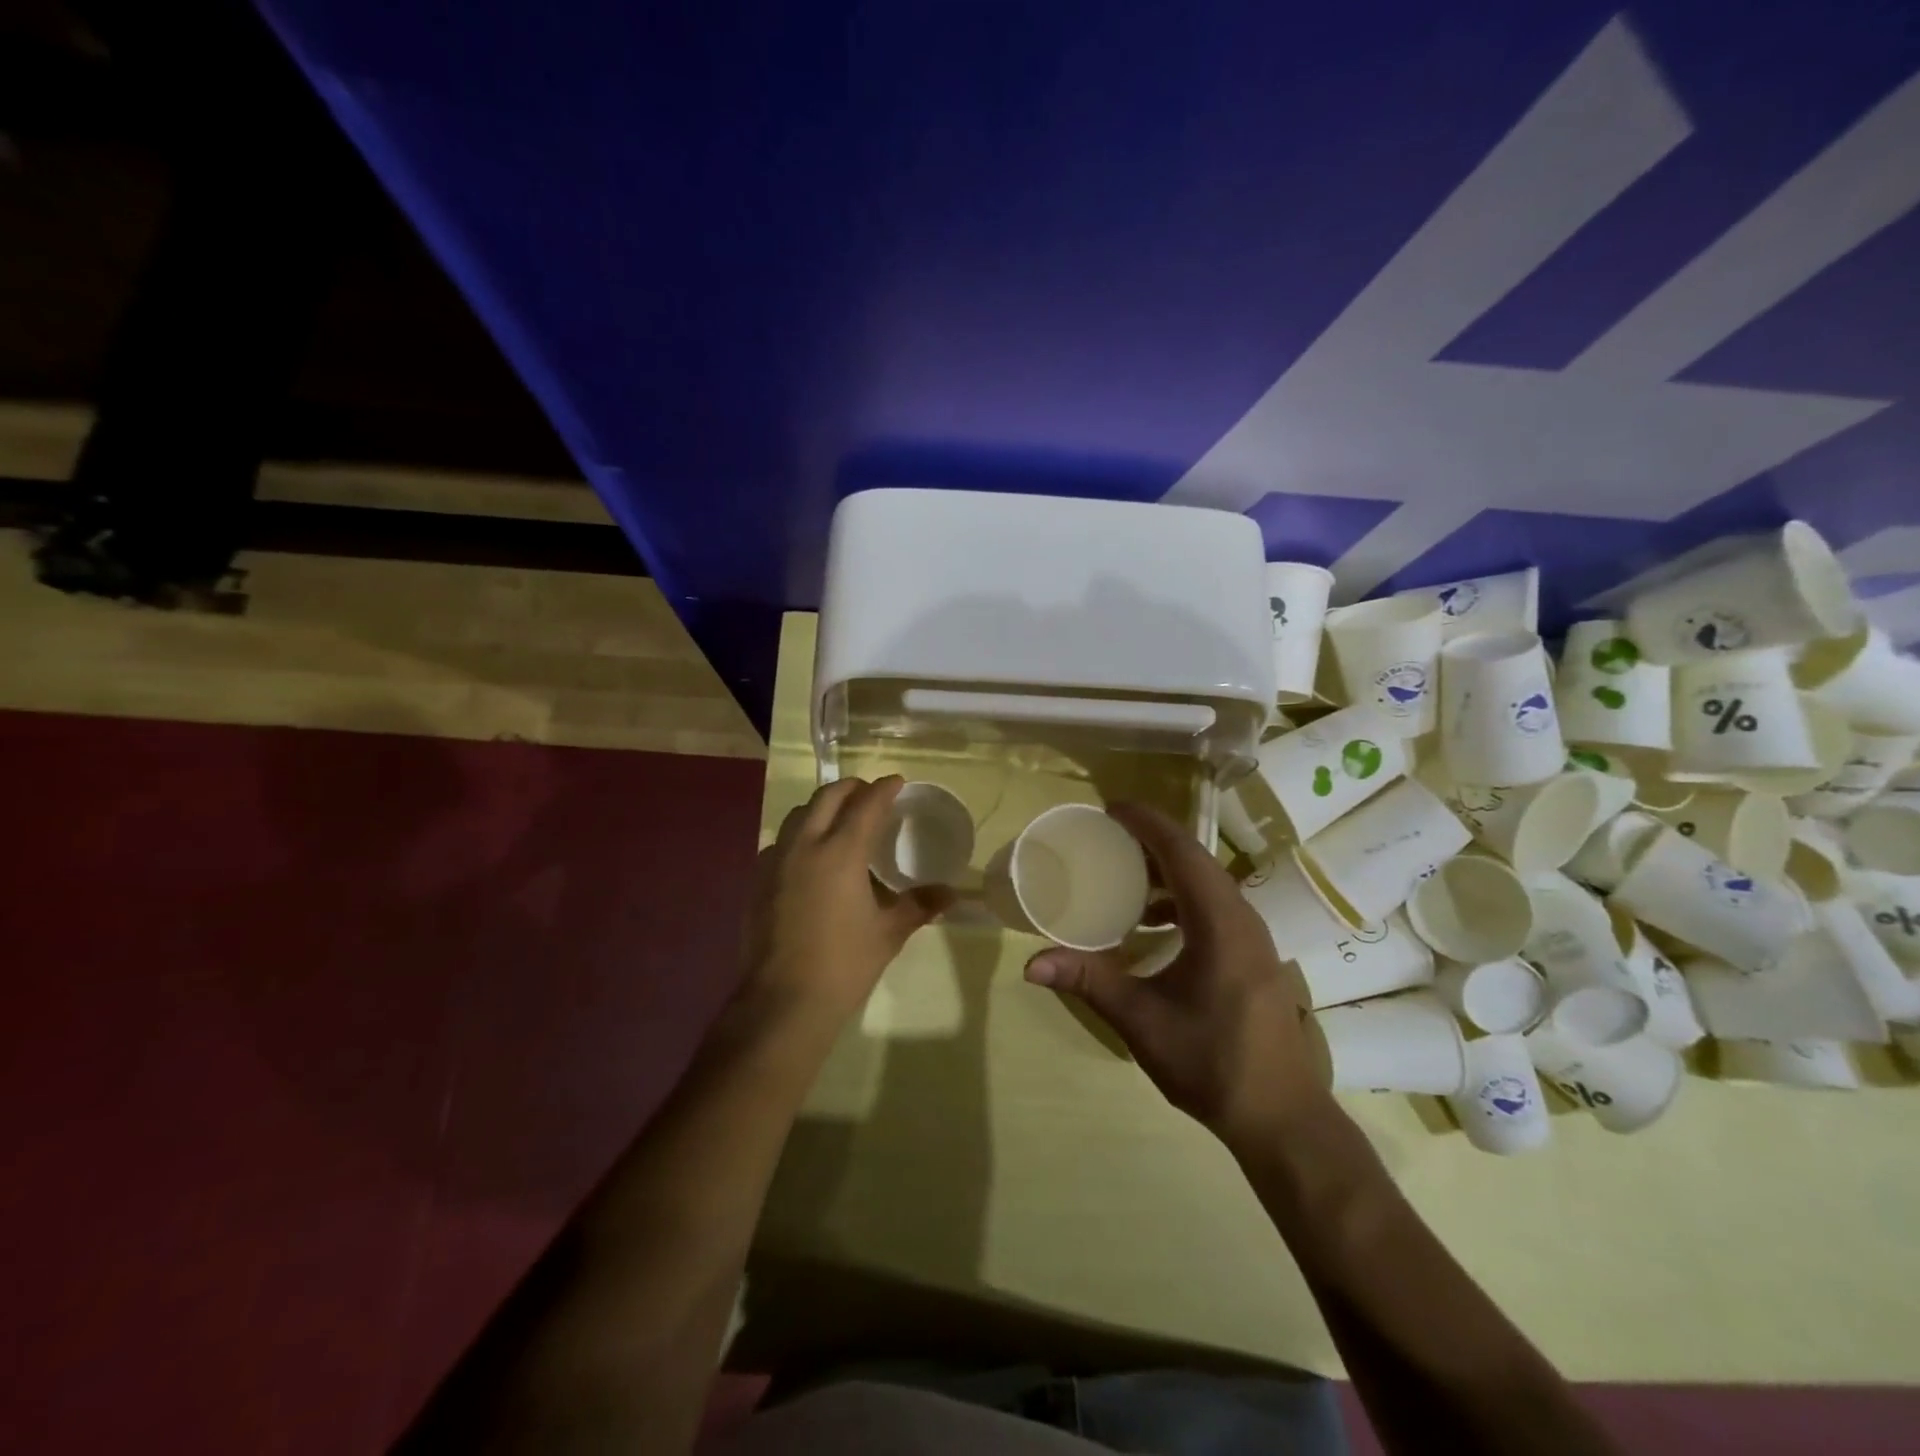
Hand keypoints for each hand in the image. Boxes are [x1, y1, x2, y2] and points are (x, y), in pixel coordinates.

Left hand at [737, 776, 951, 1030]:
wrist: (783, 1001)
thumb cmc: (843, 964)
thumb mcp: (888, 933)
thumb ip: (919, 905)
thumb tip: (951, 893)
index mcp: (840, 852)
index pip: (866, 805)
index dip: (883, 789)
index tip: (896, 782)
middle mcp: (805, 846)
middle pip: (826, 797)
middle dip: (851, 788)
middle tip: (870, 795)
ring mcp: (775, 861)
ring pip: (799, 815)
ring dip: (822, 807)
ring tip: (841, 820)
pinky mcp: (758, 881)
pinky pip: (781, 842)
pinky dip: (801, 835)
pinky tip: (811, 857)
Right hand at [1024, 803, 1333, 1146]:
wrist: (1281, 1117)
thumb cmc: (1212, 1062)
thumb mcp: (1142, 1021)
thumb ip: (1089, 982)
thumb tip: (1031, 964)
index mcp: (1219, 922)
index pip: (1181, 851)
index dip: (1146, 823)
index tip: (1110, 808)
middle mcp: (1241, 918)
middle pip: (1195, 859)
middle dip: (1151, 840)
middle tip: (1106, 835)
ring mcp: (1252, 937)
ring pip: (1207, 882)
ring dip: (1166, 871)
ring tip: (1122, 875)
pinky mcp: (1252, 956)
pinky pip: (1214, 906)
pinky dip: (1179, 899)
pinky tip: (1150, 924)